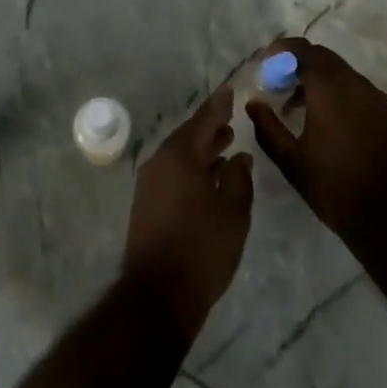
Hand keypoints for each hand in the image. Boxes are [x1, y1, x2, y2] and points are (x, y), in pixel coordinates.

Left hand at [123, 87, 254, 341]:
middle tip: (231, 120)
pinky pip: (172, 174)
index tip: (231, 91)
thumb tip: (238, 157)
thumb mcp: (234, 211)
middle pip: (189, 137)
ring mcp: (149, 184)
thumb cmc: (202, 247)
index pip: (203, 119)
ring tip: (226, 147)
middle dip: (211, 129)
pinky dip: (192, 169)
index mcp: (179, 154)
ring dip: (202, 151)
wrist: (158, 296)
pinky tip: (209, 179)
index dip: (219, 105)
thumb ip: (239, 178)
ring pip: (180, 157)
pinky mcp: (146, 206)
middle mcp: (159, 162)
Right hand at [247, 38, 386, 241]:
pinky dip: (345, 99)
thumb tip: (253, 103)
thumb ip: (267, 126)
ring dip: (323, 83)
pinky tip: (337, 127)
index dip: (283, 50)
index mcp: (329, 88)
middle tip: (282, 87)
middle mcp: (357, 84)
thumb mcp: (291, 160)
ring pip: (346, 76)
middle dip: (301, 66)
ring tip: (306, 110)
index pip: (304, 50)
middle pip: (326, 59)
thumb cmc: (333, 186)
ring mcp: (381, 99)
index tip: (268, 62)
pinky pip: (364, 95)